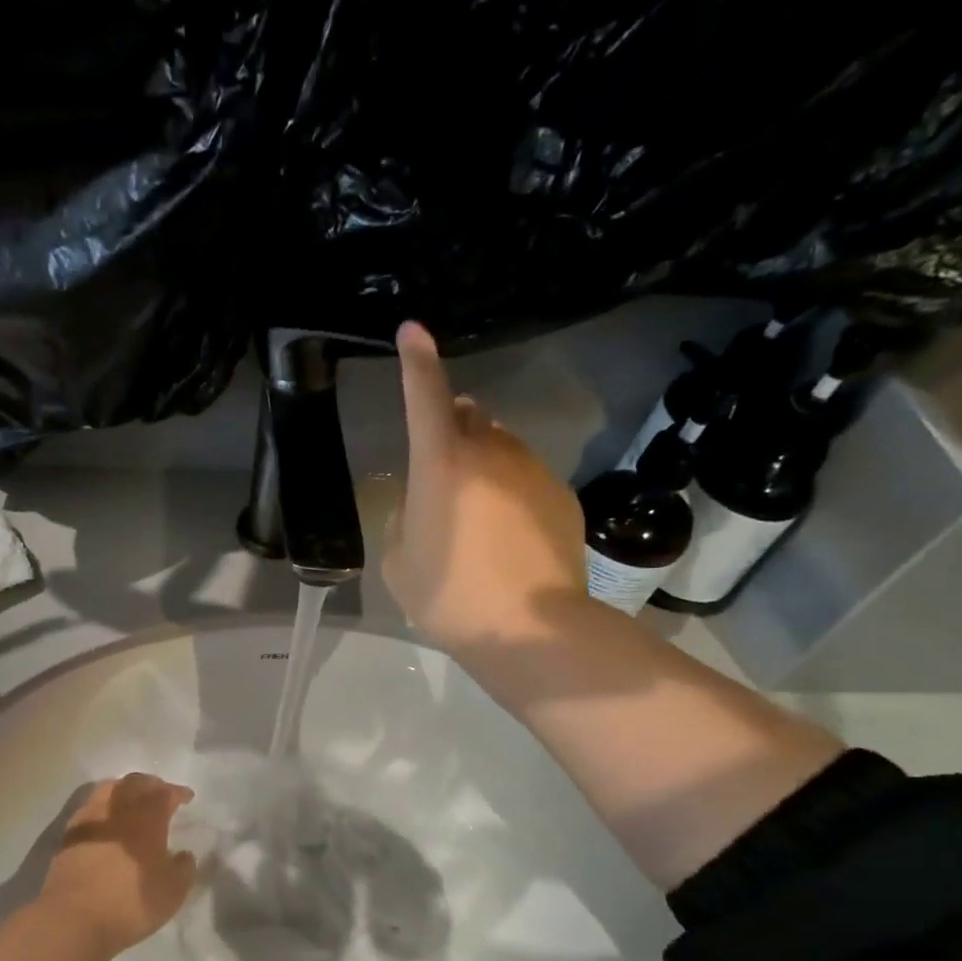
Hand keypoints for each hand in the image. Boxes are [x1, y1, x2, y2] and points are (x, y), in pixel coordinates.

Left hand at [37, 774, 198, 955]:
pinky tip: (106, 821)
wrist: (73, 919)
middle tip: (160, 793)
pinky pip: (90, 808)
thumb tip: (184, 855)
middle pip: (135, 783)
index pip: (165, 793)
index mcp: (147, 818)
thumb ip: (184, 869)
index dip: (178, 792)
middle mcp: (118, 810)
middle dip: (151, 784)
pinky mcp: (69, 835)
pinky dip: (103, 807)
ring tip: (131, 801)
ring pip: (108, 789)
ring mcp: (90, 819)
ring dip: (124, 789)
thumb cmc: (130, 903)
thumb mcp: (172, 892)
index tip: (187, 797)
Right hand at [382, 322, 587, 657]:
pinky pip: (526, 476)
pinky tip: (506, 532)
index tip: (414, 331)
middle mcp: (490, 453)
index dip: (417, 361)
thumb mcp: (399, 561)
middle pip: (468, 417)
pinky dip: (509, 488)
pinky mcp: (561, 496)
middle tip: (440, 461)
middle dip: (452, 424)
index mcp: (441, 463)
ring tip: (473, 509)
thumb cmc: (449, 595)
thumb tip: (423, 501)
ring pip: (501, 446)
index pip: (425, 396)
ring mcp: (532, 471)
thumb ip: (405, 518)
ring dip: (482, 459)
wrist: (530, 629)